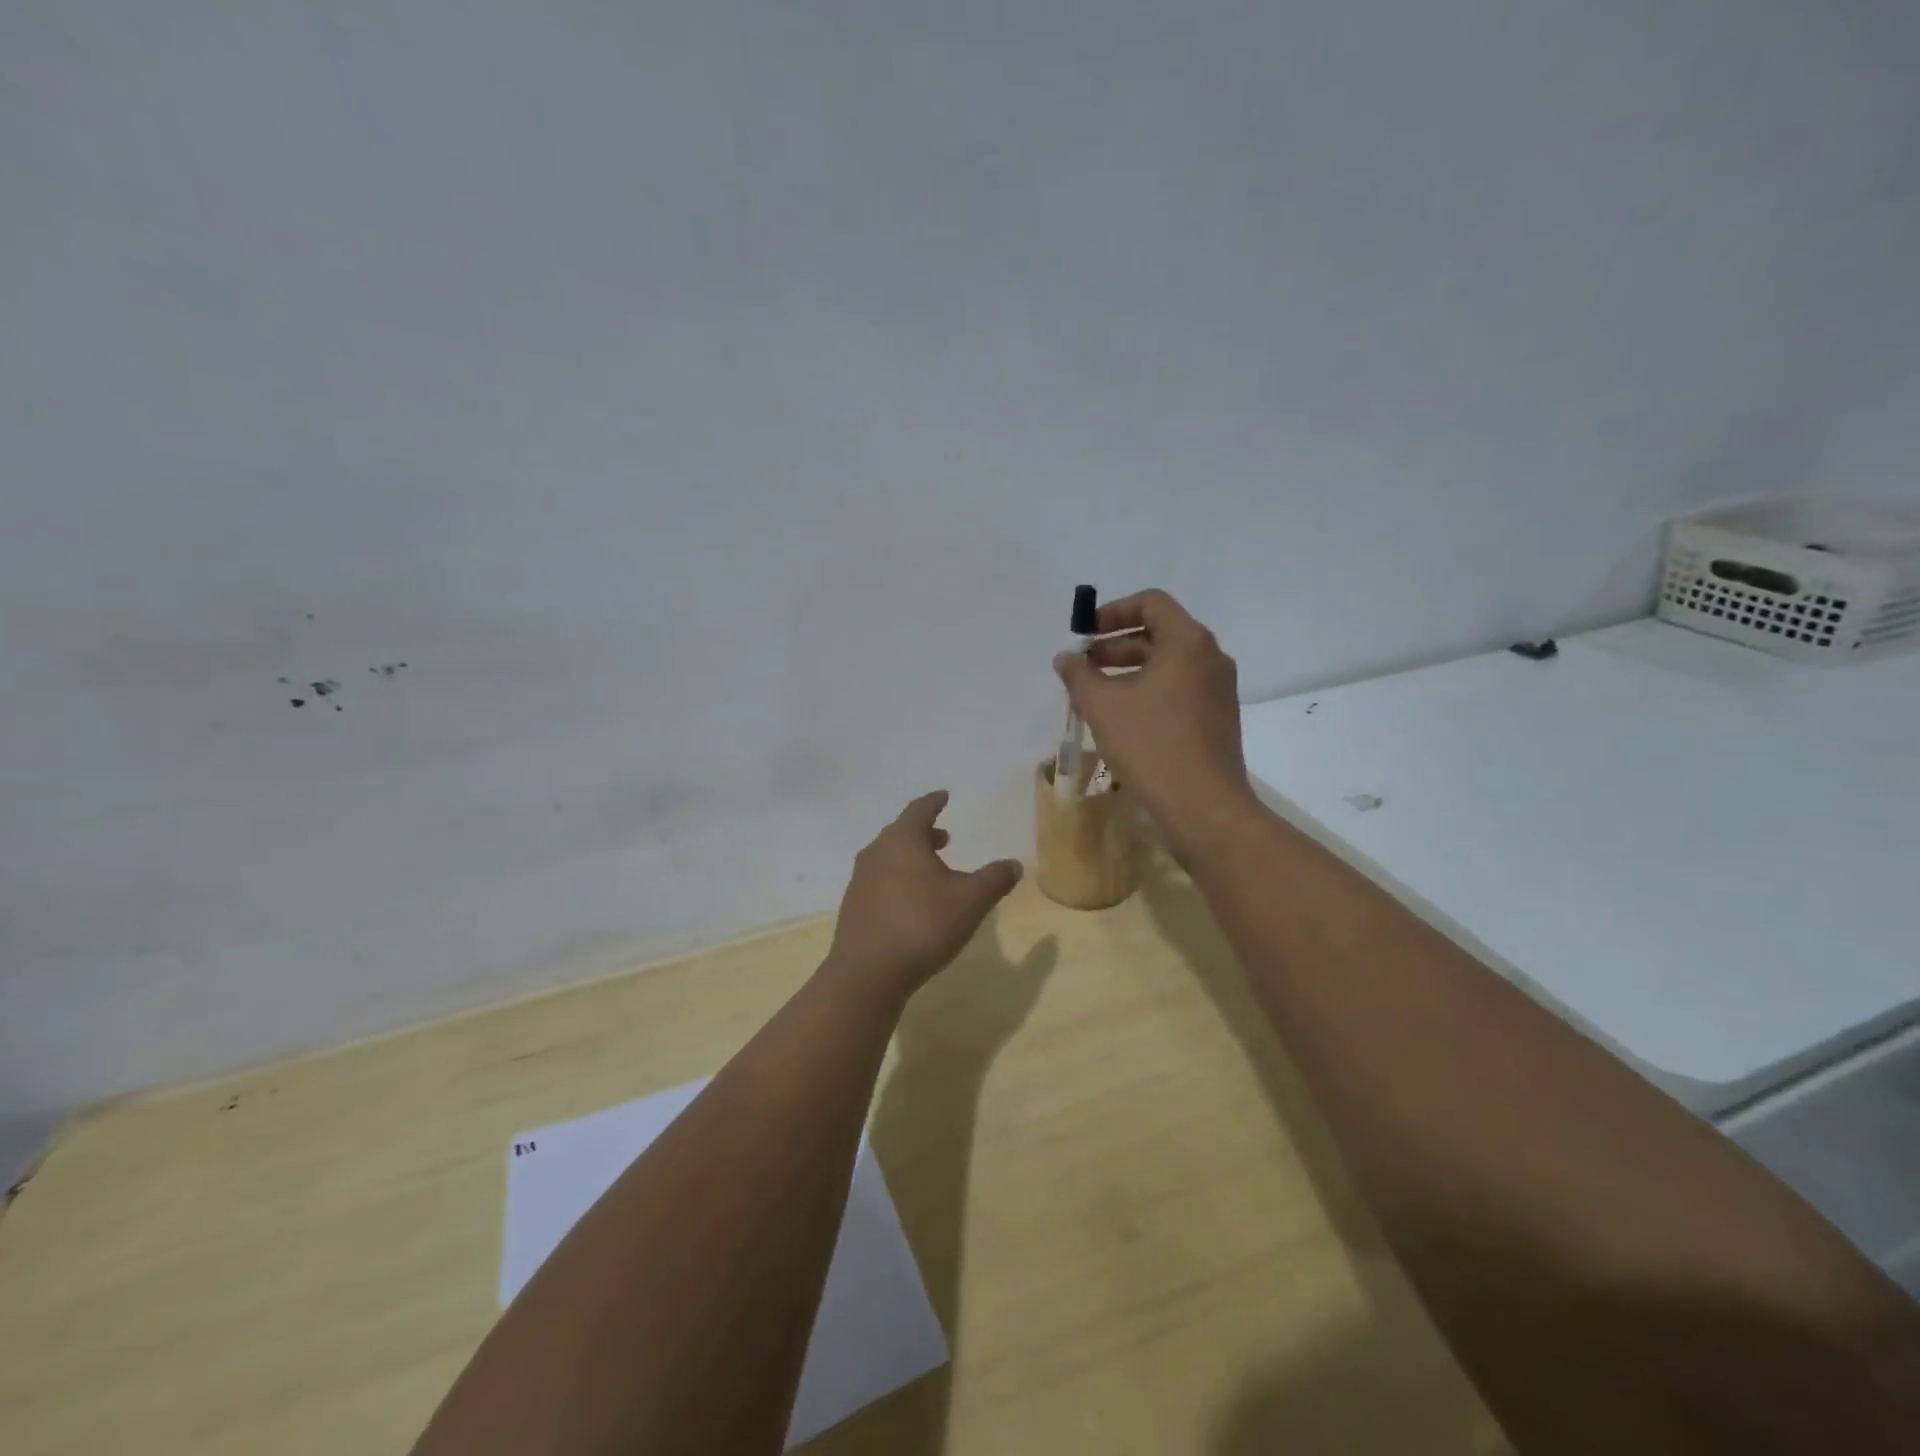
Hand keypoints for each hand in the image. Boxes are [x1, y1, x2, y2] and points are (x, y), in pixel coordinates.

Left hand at [825, 791, 1022, 996]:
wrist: (868, 973)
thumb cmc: (922, 926)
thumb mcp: (970, 902)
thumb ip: (994, 879)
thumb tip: (1014, 864)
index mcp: (902, 840)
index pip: (919, 810)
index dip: (934, 802)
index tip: (944, 796)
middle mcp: (876, 853)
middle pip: (901, 832)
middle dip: (924, 832)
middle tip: (944, 837)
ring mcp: (860, 880)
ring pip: (888, 857)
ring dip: (910, 857)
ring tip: (931, 870)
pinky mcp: (853, 907)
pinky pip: (879, 880)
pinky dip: (897, 879)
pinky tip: (911, 901)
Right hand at [1053, 589, 1257, 852]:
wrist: (1204, 807)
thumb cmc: (1151, 745)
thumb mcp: (1102, 706)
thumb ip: (1078, 675)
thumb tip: (1066, 657)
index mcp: (1188, 642)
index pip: (1151, 602)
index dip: (1112, 612)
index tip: (1084, 635)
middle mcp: (1210, 658)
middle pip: (1159, 633)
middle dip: (1115, 645)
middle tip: (1082, 668)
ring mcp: (1218, 690)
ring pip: (1168, 665)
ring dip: (1129, 671)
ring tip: (1095, 695)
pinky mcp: (1217, 719)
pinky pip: (1178, 690)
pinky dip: (1148, 692)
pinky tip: (1122, 719)